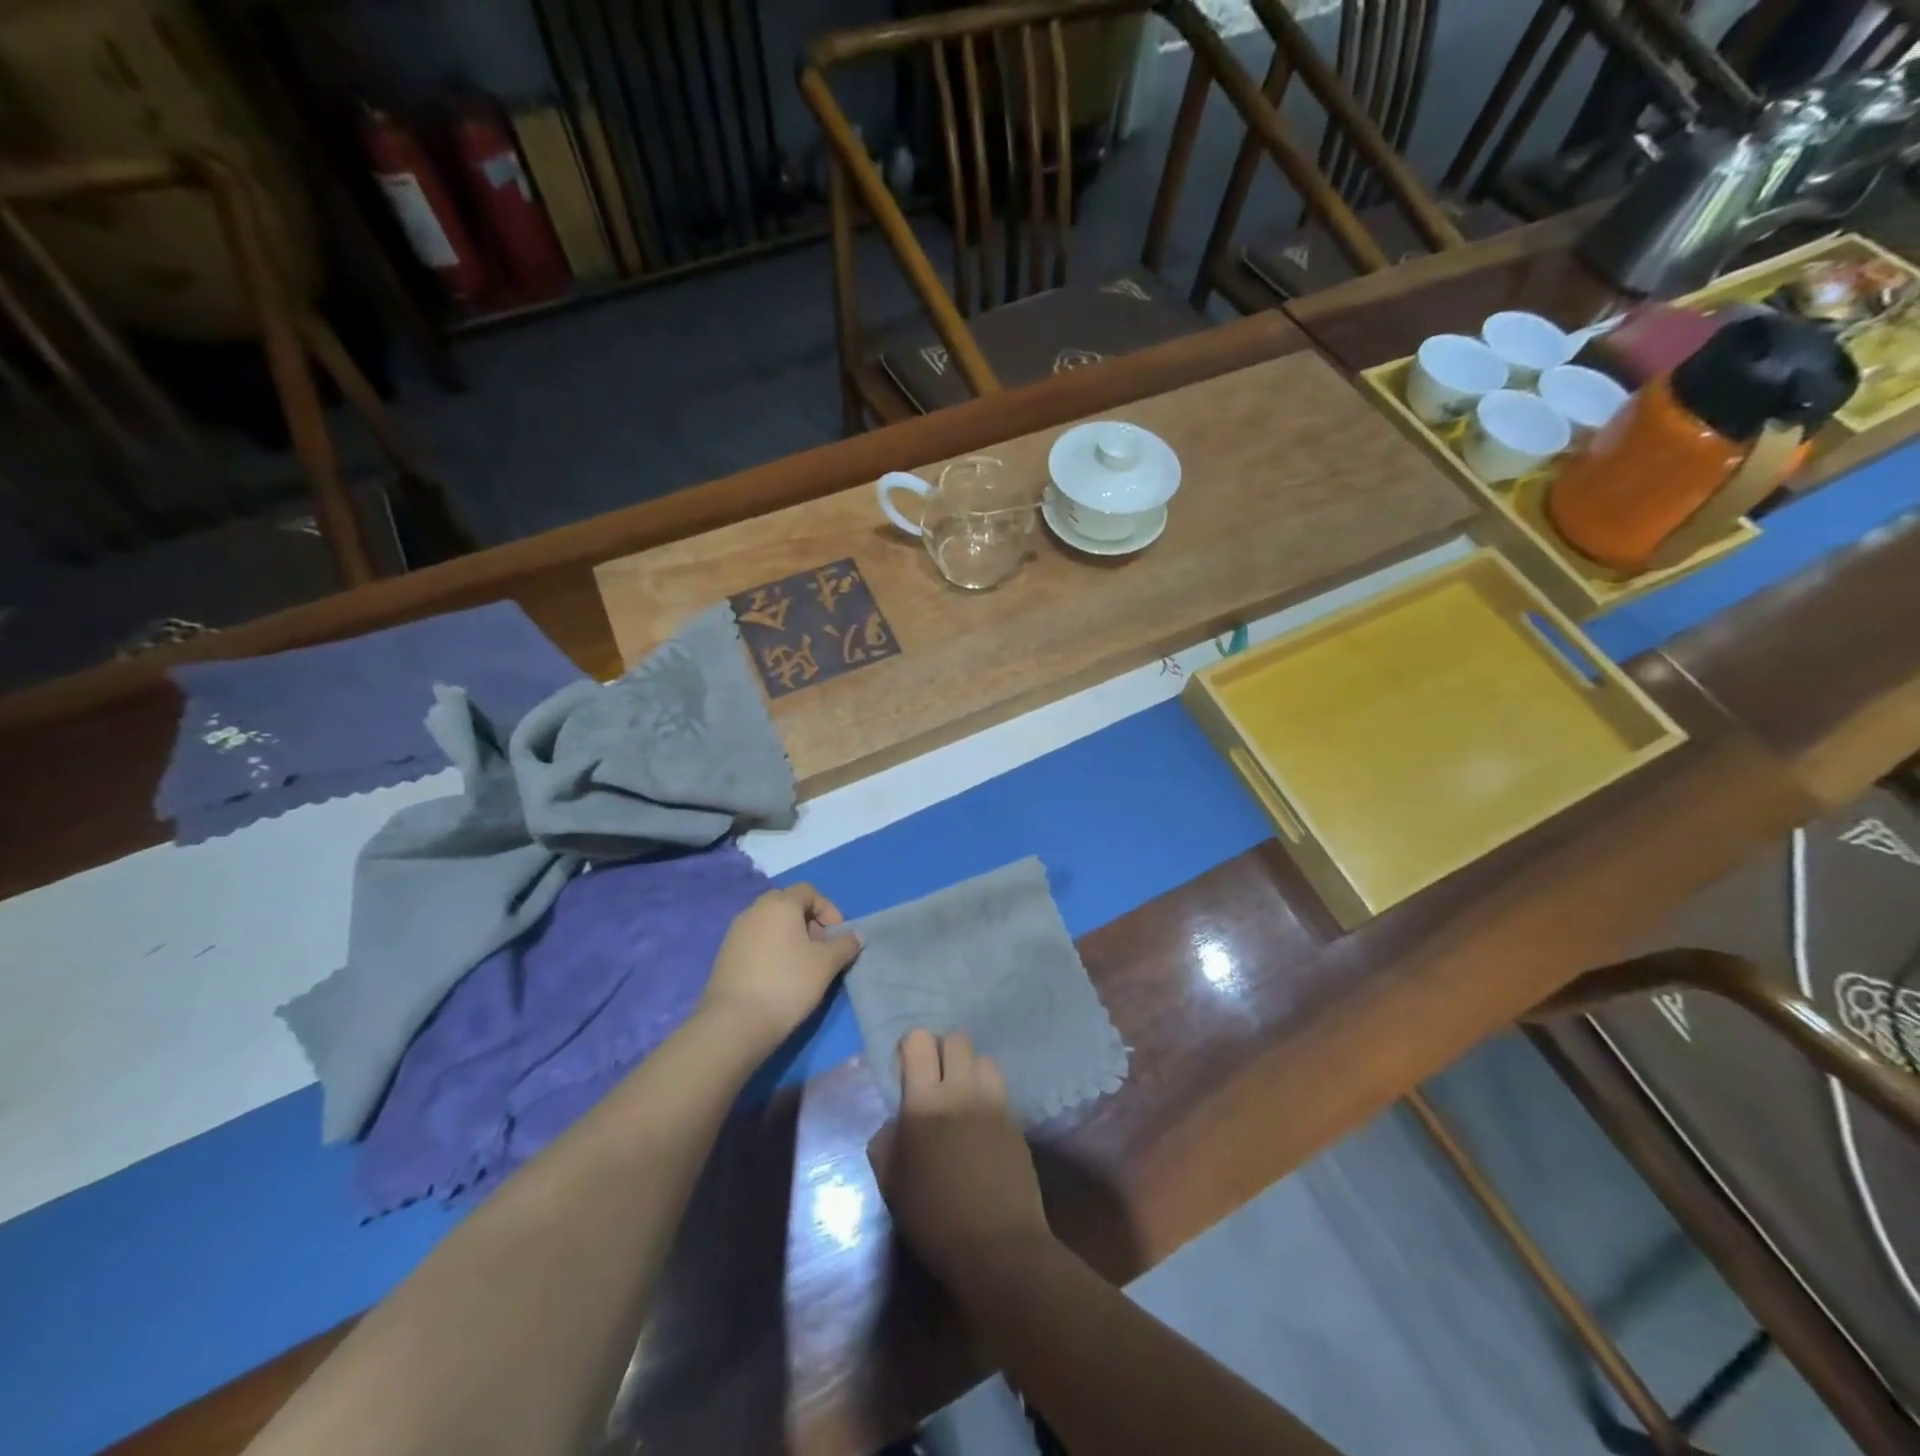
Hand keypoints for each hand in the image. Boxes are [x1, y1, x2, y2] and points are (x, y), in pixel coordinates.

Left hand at [700, 884, 860, 1054]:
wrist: (736, 1022)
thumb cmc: (788, 983)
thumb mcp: (827, 964)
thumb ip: (845, 945)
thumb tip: (855, 936)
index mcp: (780, 904)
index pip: (807, 891)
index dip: (827, 909)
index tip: (837, 935)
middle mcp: (754, 911)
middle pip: (786, 904)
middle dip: (807, 921)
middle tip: (819, 948)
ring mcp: (735, 933)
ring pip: (769, 924)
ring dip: (788, 936)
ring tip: (800, 965)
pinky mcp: (725, 956)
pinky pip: (754, 941)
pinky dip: (770, 950)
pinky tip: (778, 977)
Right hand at [868, 1030, 1050, 1285]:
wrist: (998, 1247)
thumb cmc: (934, 1219)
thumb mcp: (892, 1183)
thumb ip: (886, 1140)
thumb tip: (896, 1121)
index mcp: (924, 1102)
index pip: (918, 1040)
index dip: (909, 1048)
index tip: (905, 1072)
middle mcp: (962, 1090)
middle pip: (955, 1038)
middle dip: (941, 1051)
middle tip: (934, 1081)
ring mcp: (994, 1102)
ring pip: (983, 1058)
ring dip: (969, 1069)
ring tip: (962, 1097)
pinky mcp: (1016, 1118)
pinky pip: (1000, 1088)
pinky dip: (987, 1094)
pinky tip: (981, 1123)